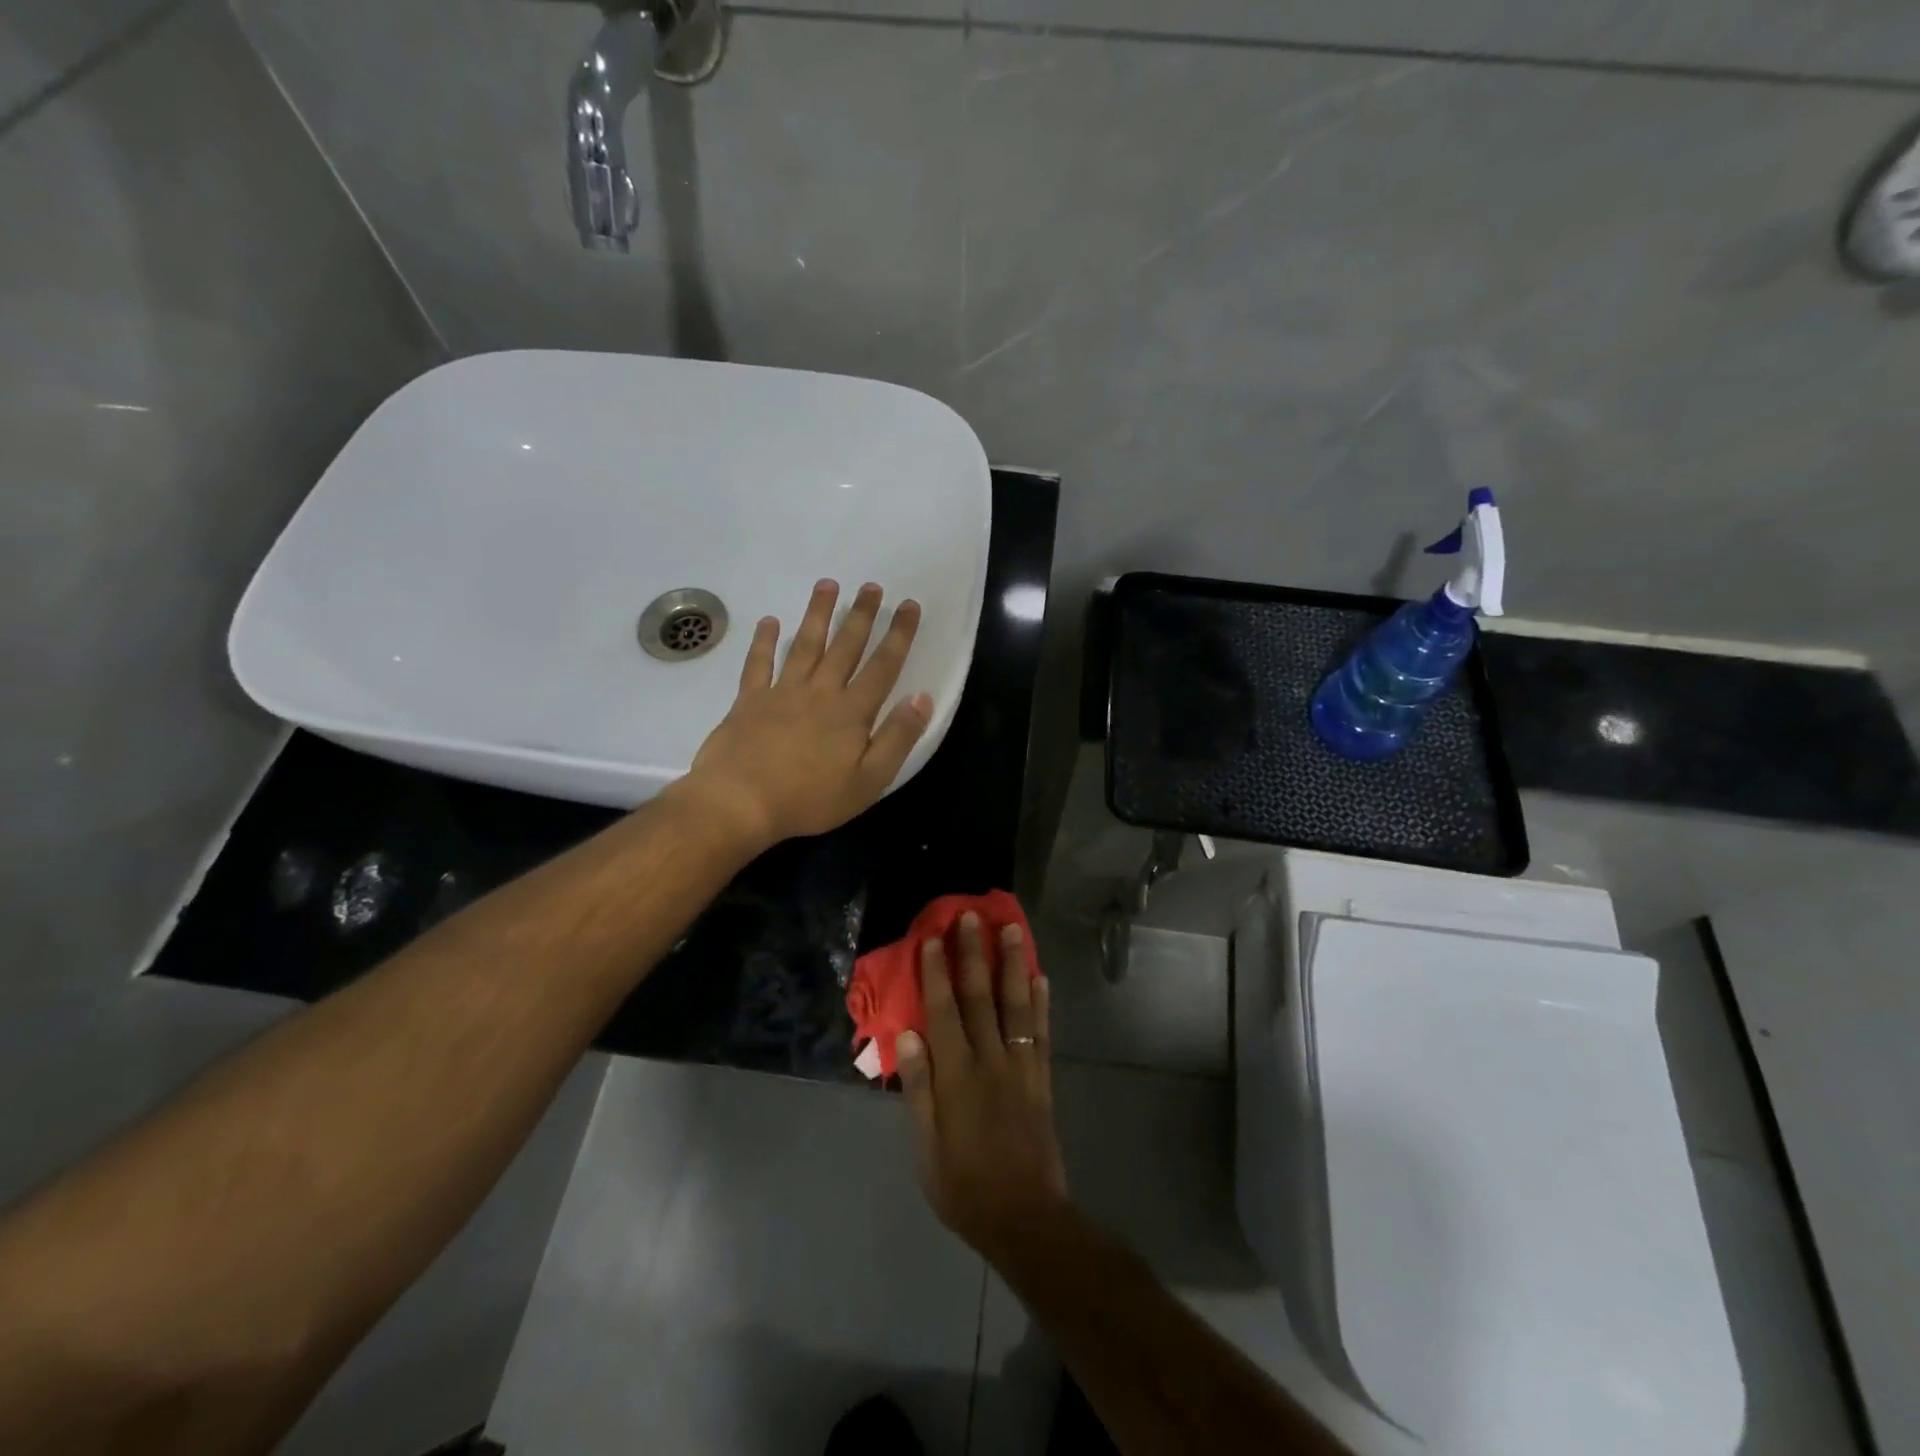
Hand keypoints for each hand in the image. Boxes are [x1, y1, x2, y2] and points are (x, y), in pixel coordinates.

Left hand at [676, 579, 930, 850]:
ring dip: (818, 613)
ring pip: (805, 644)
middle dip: (862, 614)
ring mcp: (782, 692)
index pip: (883, 666)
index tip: (909, 606)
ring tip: (828, 585)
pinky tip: (770, 621)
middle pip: (845, 646)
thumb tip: (922, 698)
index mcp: (851, 712)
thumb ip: (897, 738)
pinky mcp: (749, 700)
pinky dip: (764, 641)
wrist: (741, 802)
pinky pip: (758, 663)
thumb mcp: (869, 780)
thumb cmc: (810, 798)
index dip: (899, 635)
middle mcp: (820, 692)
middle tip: (872, 586)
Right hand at [897, 913, 1068, 1262]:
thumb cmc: (964, 1186)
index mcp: (957, 1076)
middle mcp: (990, 1060)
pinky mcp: (1041, 1079)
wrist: (1024, 1217)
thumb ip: (918, 1088)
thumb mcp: (926, 1147)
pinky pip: (1040, 1033)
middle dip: (975, 954)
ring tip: (1012, 930)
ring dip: (1012, 965)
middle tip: (972, 916)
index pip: (944, 1012)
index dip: (938, 973)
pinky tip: (1040, 977)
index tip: (935, 938)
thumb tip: (908, 1035)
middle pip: (980, 997)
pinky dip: (1041, 1003)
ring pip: (1015, 1005)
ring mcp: (1020, 1067)